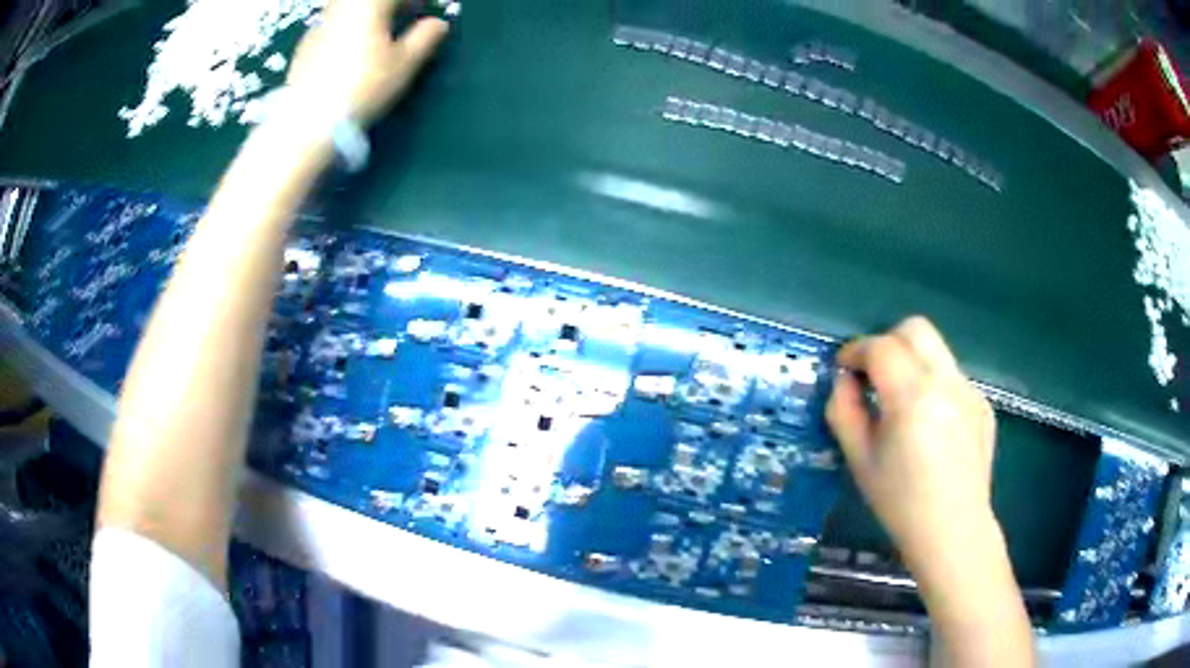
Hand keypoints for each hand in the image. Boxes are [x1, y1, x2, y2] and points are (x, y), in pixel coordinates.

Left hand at [287, 0, 448, 127]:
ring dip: (368, 13)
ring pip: (348, 7)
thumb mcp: (404, 64)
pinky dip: (348, 26)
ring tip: (379, 31)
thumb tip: (438, 24)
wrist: (308, 120)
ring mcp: (320, 24)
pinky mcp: (305, 44)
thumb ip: (425, 37)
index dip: (415, 0)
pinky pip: (333, 23)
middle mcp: (342, 6)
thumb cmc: (362, 86)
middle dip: (390, 4)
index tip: (426, 8)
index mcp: (369, 4)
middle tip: (404, 14)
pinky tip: (352, 49)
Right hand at [826, 316, 997, 568]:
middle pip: (916, 330)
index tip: (844, 368)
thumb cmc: (900, 503)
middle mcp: (946, 382)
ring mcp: (970, 391)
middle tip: (874, 376)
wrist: (953, 531)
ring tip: (902, 405)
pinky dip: (934, 387)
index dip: (856, 350)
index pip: (881, 347)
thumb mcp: (859, 460)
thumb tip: (844, 380)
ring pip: (937, 352)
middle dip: (888, 342)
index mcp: (913, 397)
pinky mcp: (983, 404)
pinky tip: (931, 427)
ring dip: (912, 363)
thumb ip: (844, 411)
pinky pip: (952, 378)